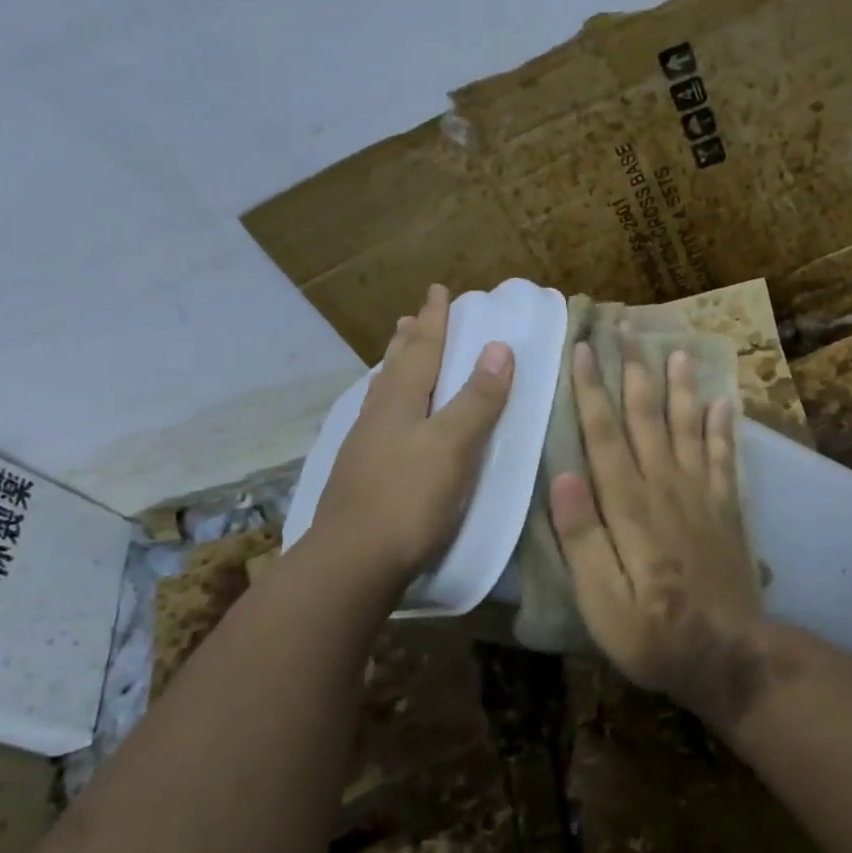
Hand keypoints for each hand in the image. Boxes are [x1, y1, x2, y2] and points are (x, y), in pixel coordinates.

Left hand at [311, 284, 513, 587]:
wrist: (351, 562)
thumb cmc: (409, 500)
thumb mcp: (453, 446)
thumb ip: (477, 399)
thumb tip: (500, 347)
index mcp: (401, 401)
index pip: (423, 348)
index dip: (435, 319)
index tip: (440, 290)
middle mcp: (378, 415)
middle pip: (396, 365)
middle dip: (410, 338)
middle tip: (414, 315)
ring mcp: (364, 446)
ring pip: (382, 393)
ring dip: (395, 368)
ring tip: (398, 355)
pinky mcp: (360, 475)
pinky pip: (378, 420)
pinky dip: (389, 404)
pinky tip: (389, 420)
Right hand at [550, 342, 764, 723]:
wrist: (728, 656)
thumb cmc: (653, 634)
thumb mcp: (601, 601)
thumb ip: (582, 539)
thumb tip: (563, 477)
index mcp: (629, 507)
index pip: (605, 436)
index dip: (592, 391)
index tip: (583, 349)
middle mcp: (666, 488)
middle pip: (647, 420)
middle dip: (634, 373)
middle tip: (627, 331)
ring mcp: (702, 496)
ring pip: (688, 428)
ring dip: (680, 388)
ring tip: (676, 351)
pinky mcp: (727, 510)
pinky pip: (726, 457)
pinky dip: (723, 428)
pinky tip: (723, 402)